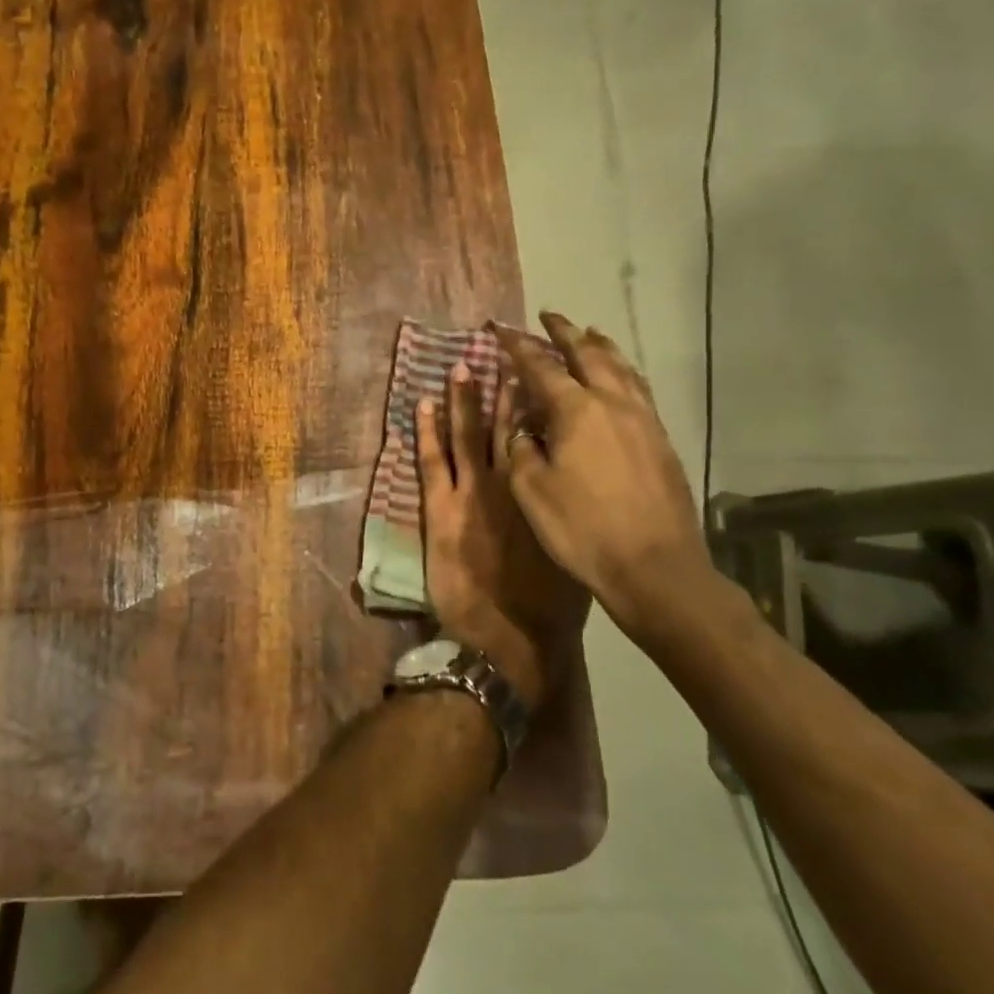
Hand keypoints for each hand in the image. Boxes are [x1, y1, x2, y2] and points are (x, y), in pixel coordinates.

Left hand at [416, 361, 587, 711]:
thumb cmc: (549, 607)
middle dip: (502, 389)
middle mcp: (510, 483)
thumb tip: (567, 490)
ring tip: (461, 366)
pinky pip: (432, 460)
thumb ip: (565, 516)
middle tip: (500, 354)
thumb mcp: (571, 554)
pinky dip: (426, 432)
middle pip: (505, 426)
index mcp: (543, 493)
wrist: (509, 639)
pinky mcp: (441, 509)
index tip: (533, 376)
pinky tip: (422, 405)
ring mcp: (472, 493)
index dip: (534, 405)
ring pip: (466, 435)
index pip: (539, 438)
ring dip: (463, 400)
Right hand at [493, 313, 717, 644]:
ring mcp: (643, 420)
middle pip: (588, 354)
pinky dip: (622, 371)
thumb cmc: (582, 529)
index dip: (517, 346)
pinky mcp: (661, 440)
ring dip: (600, 346)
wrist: (655, 568)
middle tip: (549, 316)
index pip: (540, 367)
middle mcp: (613, 404)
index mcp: (576, 411)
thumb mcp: (531, 489)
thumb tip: (524, 428)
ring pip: (621, 368)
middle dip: (565, 333)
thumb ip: (521, 449)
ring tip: (588, 334)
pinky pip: (638, 389)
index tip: (500, 329)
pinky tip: (620, 379)